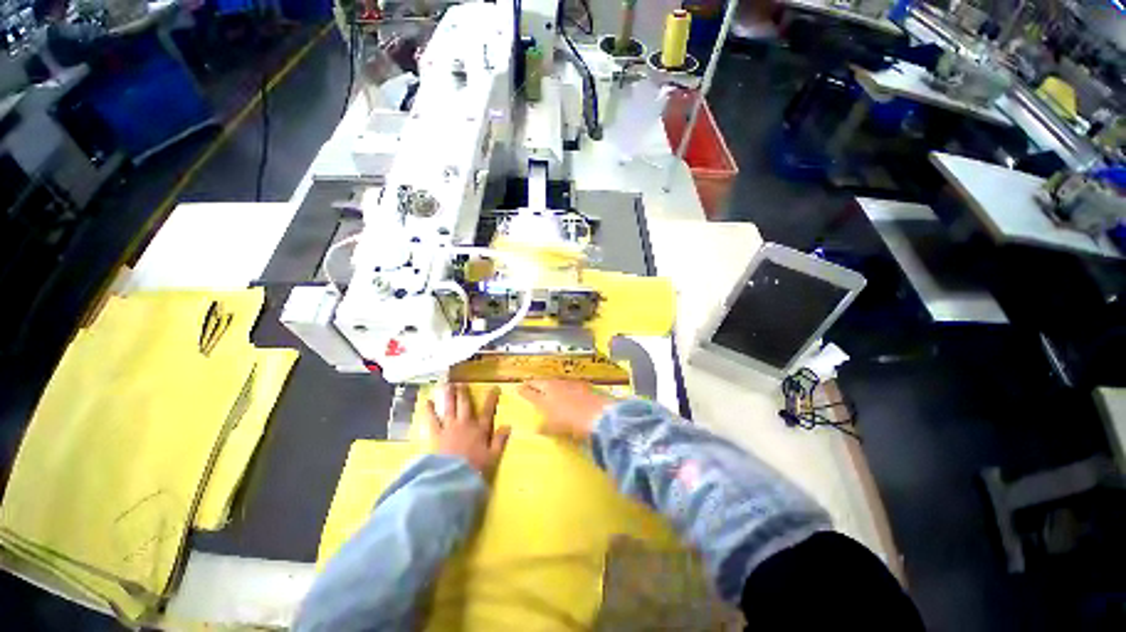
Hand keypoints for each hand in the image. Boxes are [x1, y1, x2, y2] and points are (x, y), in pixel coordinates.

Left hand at [427, 385, 510, 473]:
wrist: (451, 478)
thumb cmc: (475, 469)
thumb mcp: (492, 457)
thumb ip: (500, 441)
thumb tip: (508, 426)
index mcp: (480, 429)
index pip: (488, 411)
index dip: (491, 399)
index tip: (494, 388)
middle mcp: (465, 424)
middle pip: (465, 405)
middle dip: (464, 393)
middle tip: (462, 384)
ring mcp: (449, 427)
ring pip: (450, 407)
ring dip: (449, 396)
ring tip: (447, 385)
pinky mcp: (435, 434)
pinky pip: (432, 419)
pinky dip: (429, 410)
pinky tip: (427, 402)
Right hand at [517, 380, 614, 440]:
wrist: (596, 414)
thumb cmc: (572, 424)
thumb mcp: (555, 429)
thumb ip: (545, 427)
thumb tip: (537, 428)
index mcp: (544, 400)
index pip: (530, 393)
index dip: (523, 391)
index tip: (518, 388)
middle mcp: (553, 388)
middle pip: (540, 383)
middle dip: (533, 383)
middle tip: (528, 383)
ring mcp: (567, 384)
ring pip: (553, 381)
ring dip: (547, 383)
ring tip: (544, 385)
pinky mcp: (580, 383)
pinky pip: (566, 382)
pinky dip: (561, 384)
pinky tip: (564, 387)